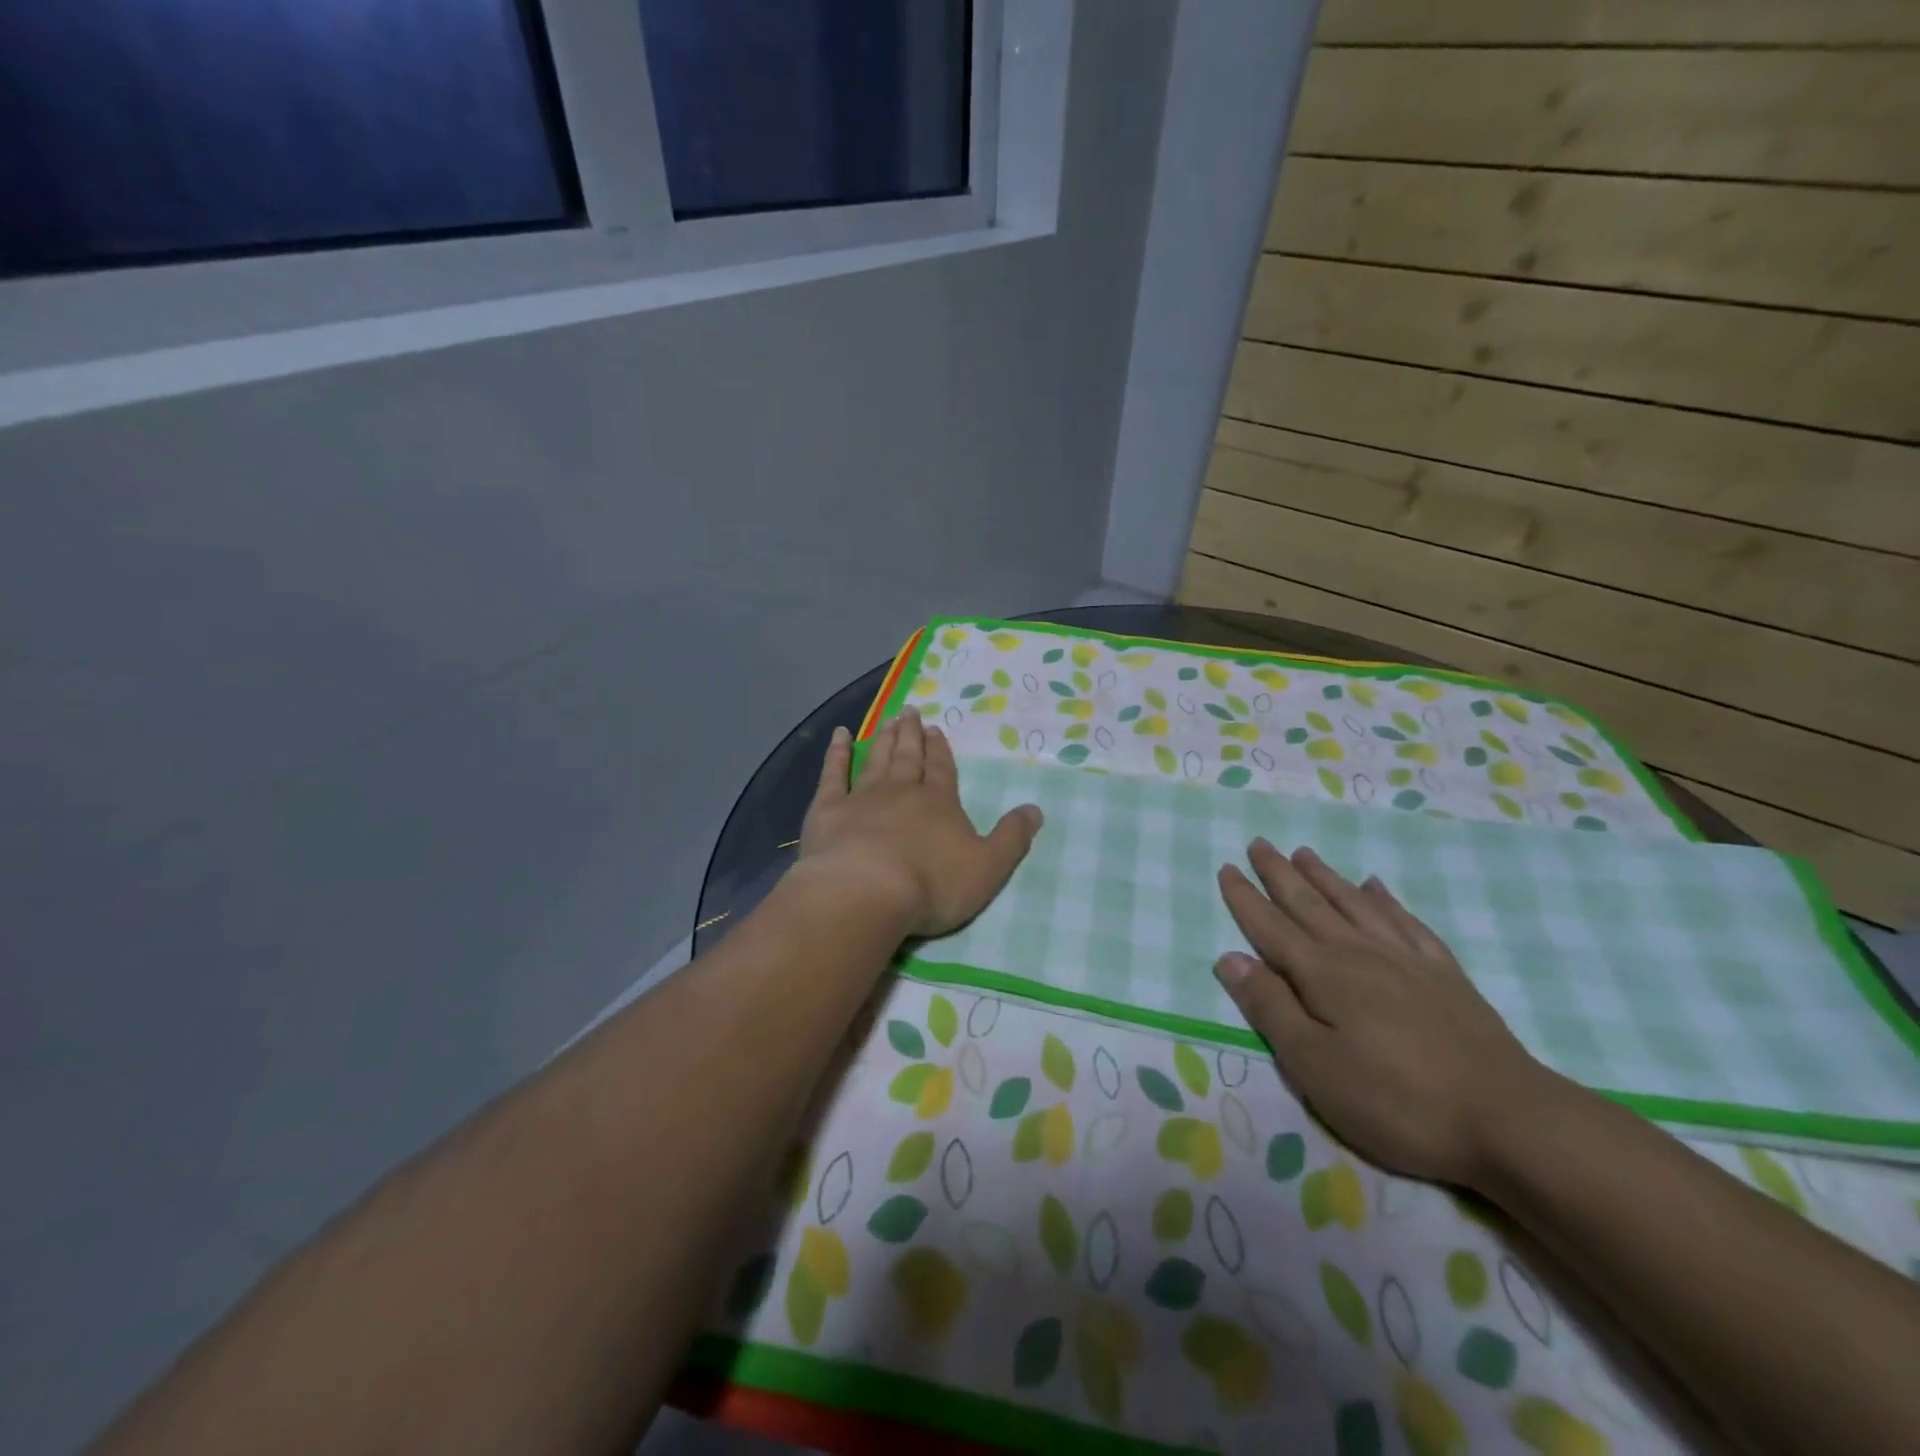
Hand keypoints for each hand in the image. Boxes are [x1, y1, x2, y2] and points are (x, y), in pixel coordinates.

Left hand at [798, 714, 1043, 938]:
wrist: (865, 892)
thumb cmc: (932, 884)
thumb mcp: (988, 867)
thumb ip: (1012, 838)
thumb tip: (1035, 809)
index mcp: (939, 803)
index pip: (942, 770)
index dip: (940, 750)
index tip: (935, 730)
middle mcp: (902, 791)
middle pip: (908, 757)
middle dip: (911, 735)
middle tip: (910, 712)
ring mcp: (862, 797)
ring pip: (876, 759)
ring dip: (883, 739)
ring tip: (888, 719)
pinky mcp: (828, 809)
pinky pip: (833, 774)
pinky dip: (836, 753)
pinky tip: (839, 735)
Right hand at [1213, 840, 1553, 1187]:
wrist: (1510, 1119)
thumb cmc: (1396, 1100)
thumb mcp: (1314, 1065)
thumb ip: (1270, 1007)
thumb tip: (1229, 958)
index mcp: (1322, 974)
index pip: (1270, 927)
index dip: (1245, 898)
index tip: (1225, 867)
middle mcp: (1359, 954)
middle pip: (1309, 904)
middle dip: (1279, 874)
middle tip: (1259, 843)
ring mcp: (1406, 960)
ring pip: (1354, 904)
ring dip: (1325, 877)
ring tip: (1304, 853)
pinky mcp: (1445, 976)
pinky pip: (1407, 923)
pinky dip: (1386, 900)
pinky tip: (1377, 887)